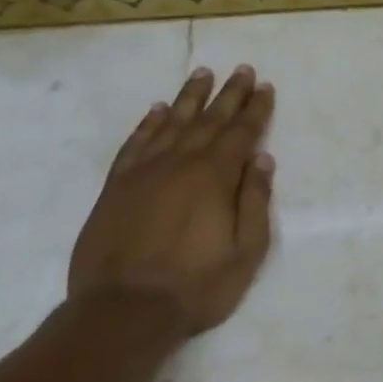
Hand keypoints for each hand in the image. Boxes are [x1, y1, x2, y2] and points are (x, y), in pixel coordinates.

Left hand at [68, 65, 276, 338]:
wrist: (122, 312)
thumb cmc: (196, 286)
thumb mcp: (245, 251)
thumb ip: (255, 202)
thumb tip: (263, 160)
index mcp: (215, 177)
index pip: (242, 133)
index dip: (256, 109)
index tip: (266, 87)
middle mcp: (180, 164)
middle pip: (210, 120)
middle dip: (229, 94)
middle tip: (243, 70)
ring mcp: (144, 173)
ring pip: (172, 123)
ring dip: (190, 97)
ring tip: (203, 73)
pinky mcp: (116, 187)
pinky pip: (135, 144)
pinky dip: (148, 124)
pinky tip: (158, 110)